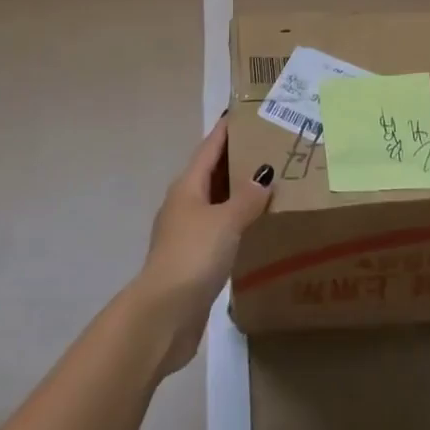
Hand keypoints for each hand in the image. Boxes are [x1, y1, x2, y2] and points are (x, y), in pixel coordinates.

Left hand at [128, 118, 274, 374]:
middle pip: (211, 173)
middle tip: (266, 147)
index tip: (243, 113)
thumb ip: (247, 198)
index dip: (226, 131)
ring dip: (236, 193)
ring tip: (266, 184)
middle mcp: (184, 204)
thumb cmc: (193, 256)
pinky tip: (253, 228)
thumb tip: (264, 175)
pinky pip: (218, 229)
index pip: (209, 148)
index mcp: (188, 186)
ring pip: (215, 202)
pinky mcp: (192, 261)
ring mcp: (186, 233)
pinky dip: (235, 222)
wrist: (163, 316)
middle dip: (235, 160)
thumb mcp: (226, 221)